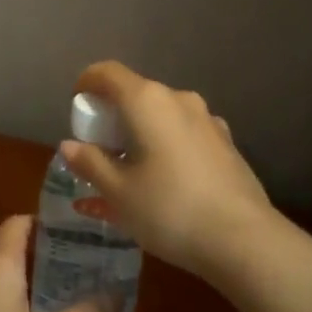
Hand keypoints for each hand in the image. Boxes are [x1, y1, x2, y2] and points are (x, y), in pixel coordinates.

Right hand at [59, 60, 274, 279]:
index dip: (86, 83)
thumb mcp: (118, 192)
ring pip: (161, 117)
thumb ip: (90, 163)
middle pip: (135, 94)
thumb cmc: (169, 209)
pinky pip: (183, 136)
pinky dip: (164, 149)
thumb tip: (69, 145)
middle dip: (112, 117)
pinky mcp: (225, 144)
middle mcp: (178, 99)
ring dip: (139, 135)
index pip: (107, 72)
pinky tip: (161, 185)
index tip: (77, 108)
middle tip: (98, 151)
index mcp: (147, 101)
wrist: (243, 239)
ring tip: (128, 174)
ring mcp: (207, 120)